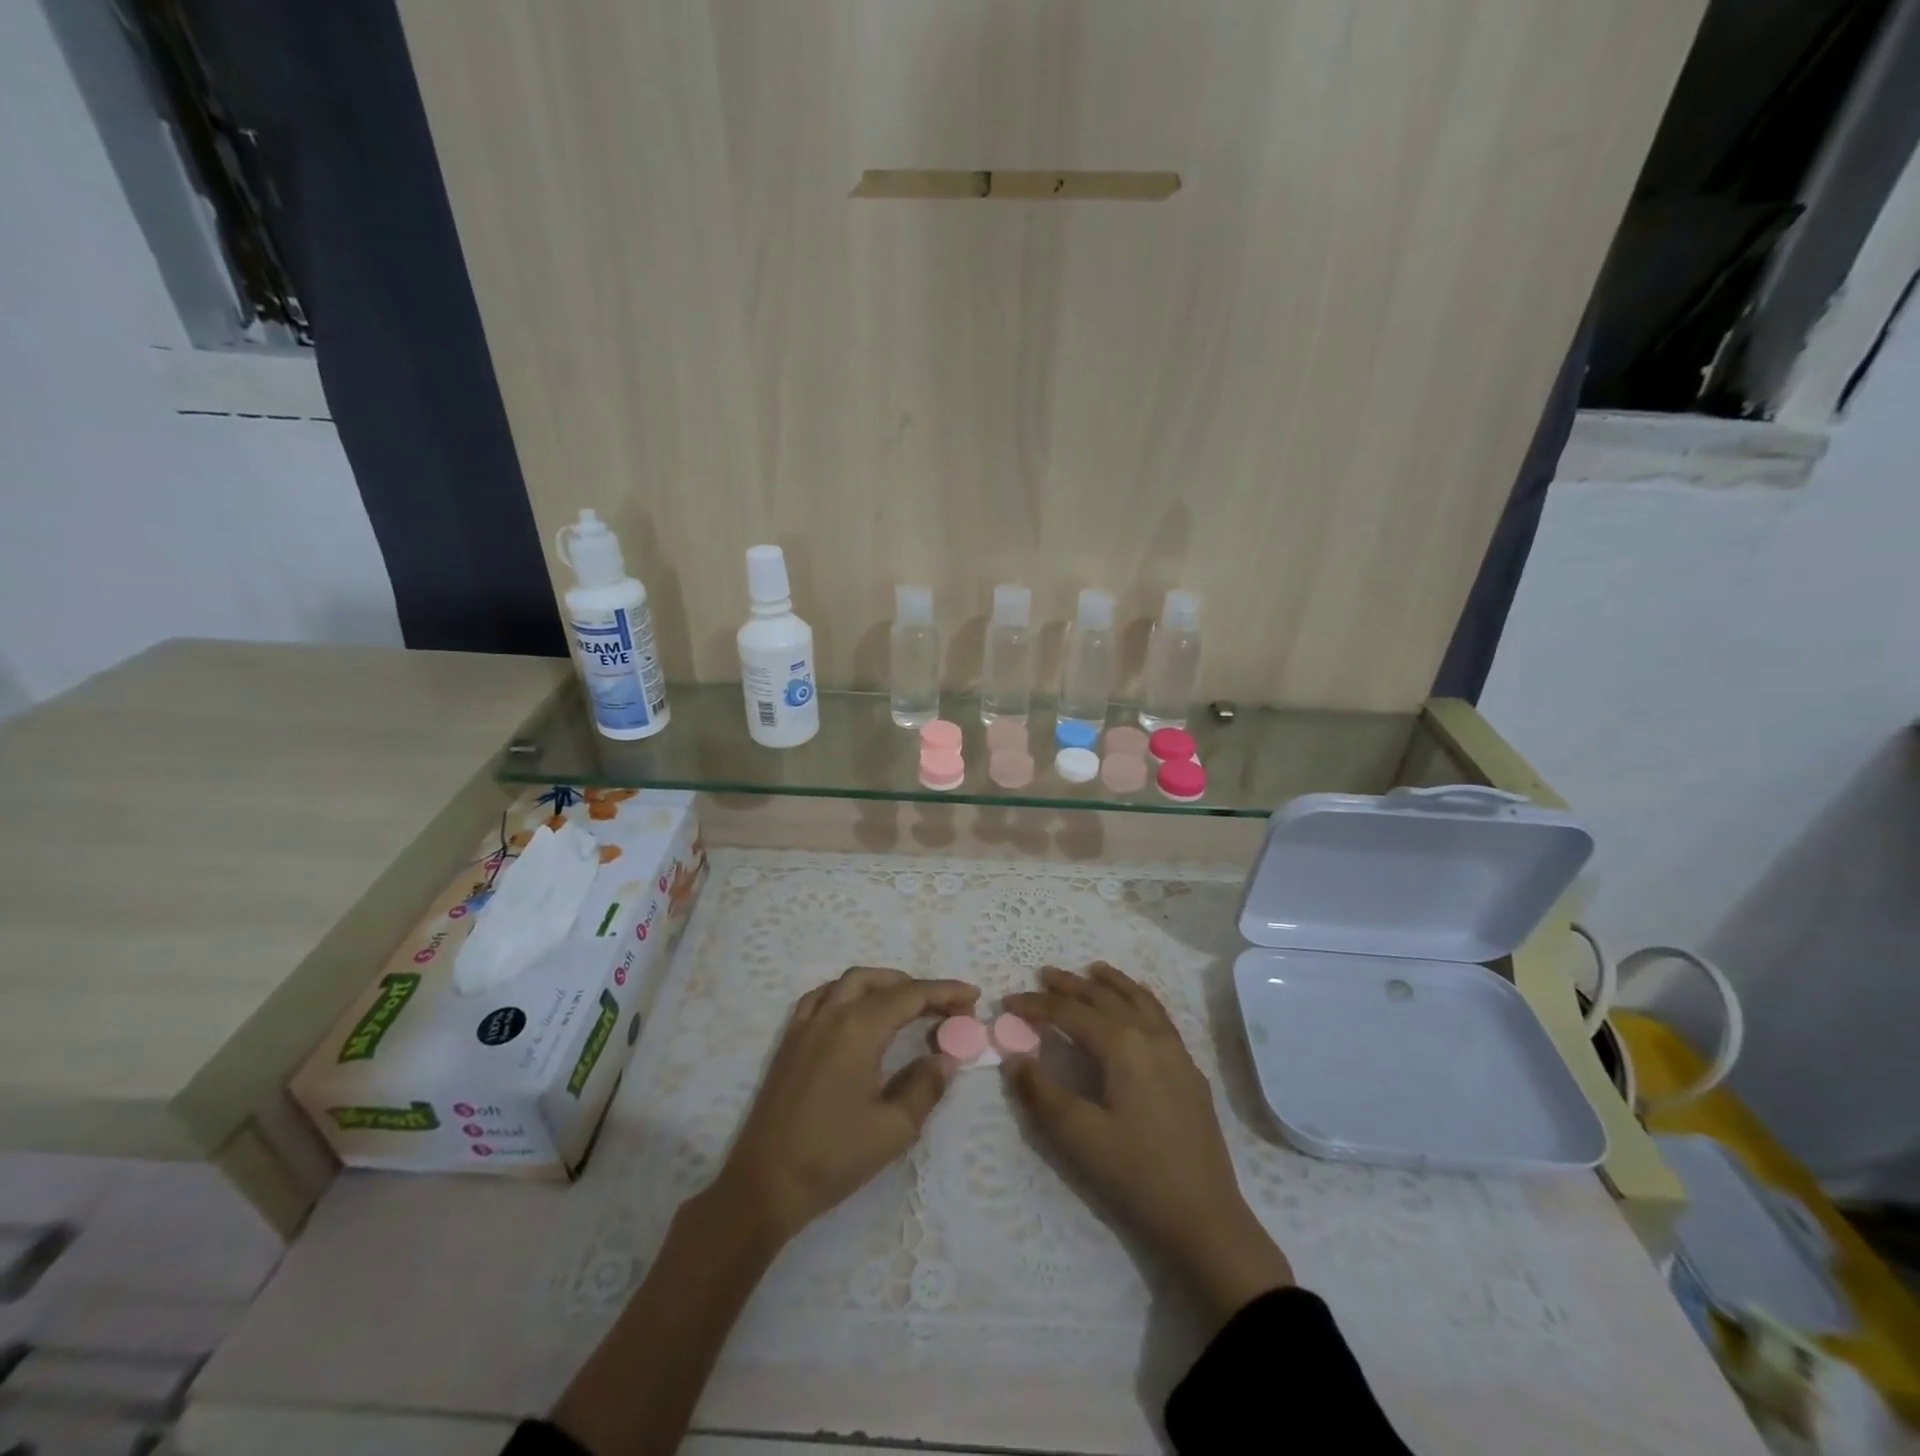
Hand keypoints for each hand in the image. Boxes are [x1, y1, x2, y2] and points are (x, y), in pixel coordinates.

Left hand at [713, 966, 978, 1242]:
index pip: (911, 995)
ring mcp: (805, 1024)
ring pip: (849, 982)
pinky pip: (821, 997)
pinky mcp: (789, 1041)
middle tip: (946, 1008)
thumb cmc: (833, 1156)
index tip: (973, 997)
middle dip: (917, 987)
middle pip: (881, 982)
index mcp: (860, 1028)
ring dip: (883, 984)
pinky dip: (847, 992)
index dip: (945, 992)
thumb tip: (944, 1058)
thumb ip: (925, 1085)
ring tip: (908, 1004)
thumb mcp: (894, 1128)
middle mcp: (832, 1013)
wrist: (765, 1184)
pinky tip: (856, 1011)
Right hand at [1004, 963, 1292, 1326]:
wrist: (1205, 1218)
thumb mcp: (1079, 1136)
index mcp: (1122, 1045)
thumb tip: (1014, 1058)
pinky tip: (1137, 1008)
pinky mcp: (1190, 1071)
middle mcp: (1151, 1036)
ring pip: (1140, 1001)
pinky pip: (1160, 1017)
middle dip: (1072, 985)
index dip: (1037, 1005)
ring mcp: (1176, 1051)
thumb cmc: (1136, 1174)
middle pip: (1105, 998)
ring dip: (1112, 984)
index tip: (1008, 1002)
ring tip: (1093, 970)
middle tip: (1044, 974)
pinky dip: (1141, 1000)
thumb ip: (1042, 1092)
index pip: (1070, 1013)